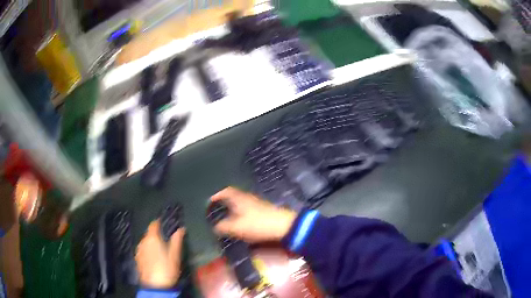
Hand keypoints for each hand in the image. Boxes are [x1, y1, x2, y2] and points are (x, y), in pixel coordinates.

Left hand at [135, 219, 184, 288]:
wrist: (155, 285)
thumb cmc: (167, 268)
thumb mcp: (175, 255)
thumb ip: (177, 240)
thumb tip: (181, 229)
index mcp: (152, 238)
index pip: (154, 224)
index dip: (158, 222)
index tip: (163, 223)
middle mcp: (143, 241)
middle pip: (149, 234)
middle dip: (156, 235)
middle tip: (165, 241)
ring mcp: (139, 250)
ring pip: (145, 243)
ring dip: (151, 244)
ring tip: (160, 251)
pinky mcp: (137, 259)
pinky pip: (143, 251)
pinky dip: (148, 252)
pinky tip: (153, 259)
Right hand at [210, 187, 296, 242]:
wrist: (284, 227)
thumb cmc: (258, 224)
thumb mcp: (236, 227)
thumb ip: (223, 227)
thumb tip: (215, 227)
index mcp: (239, 198)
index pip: (226, 191)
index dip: (217, 195)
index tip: (210, 202)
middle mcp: (248, 198)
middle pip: (233, 197)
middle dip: (224, 204)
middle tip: (216, 213)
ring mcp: (257, 204)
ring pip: (241, 205)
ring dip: (233, 211)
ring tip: (226, 221)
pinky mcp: (264, 212)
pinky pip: (248, 211)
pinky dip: (241, 216)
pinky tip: (240, 225)